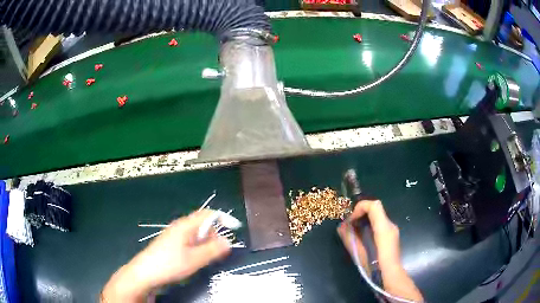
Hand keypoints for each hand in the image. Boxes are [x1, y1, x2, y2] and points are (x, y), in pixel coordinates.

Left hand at [101, 210, 230, 301]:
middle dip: (215, 235)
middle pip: (202, 224)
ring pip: (196, 235)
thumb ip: (213, 249)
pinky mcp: (171, 245)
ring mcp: (174, 236)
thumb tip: (228, 242)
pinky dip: (198, 248)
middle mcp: (180, 227)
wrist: (146, 273)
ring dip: (206, 243)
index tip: (235, 227)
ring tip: (207, 257)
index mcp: (185, 225)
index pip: (207, 214)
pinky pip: (190, 242)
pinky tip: (196, 259)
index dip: (223, 218)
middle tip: (220, 250)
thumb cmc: (170, 264)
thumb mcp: (195, 259)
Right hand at [337, 200, 422, 301]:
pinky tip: (364, 238)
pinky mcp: (392, 235)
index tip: (351, 220)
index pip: (374, 205)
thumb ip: (349, 238)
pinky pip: (380, 224)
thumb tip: (341, 227)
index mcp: (383, 227)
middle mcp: (390, 225)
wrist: (391, 276)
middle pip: (376, 209)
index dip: (360, 207)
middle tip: (350, 225)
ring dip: (365, 219)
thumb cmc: (375, 266)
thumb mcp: (359, 253)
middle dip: (361, 213)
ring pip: (378, 216)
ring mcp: (393, 230)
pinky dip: (370, 225)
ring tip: (355, 232)